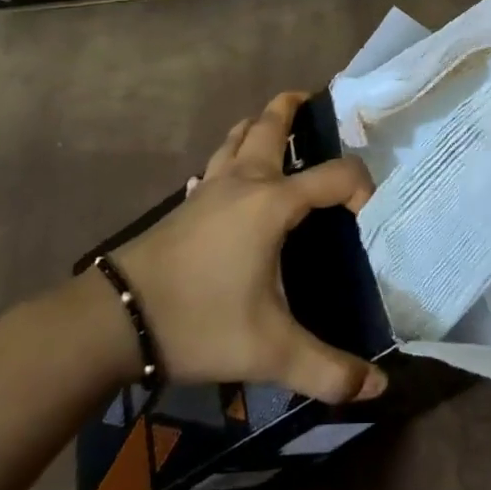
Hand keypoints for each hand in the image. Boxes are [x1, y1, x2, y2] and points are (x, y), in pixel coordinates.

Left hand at [111, 91, 388, 404]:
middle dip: (293, 109)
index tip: (369, 215)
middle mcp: (243, 182)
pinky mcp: (185, 203)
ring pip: (237, 137)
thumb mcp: (269, 351)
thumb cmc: (199, 322)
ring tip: (276, 121)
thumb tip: (376, 389)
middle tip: (313, 100)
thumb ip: (326, 370)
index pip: (335, 175)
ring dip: (259, 124)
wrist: (113, 320)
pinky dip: (233, 152)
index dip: (361, 186)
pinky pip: (217, 162)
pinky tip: (232, 174)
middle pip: (270, 127)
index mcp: (272, 203)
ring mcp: (209, 188)